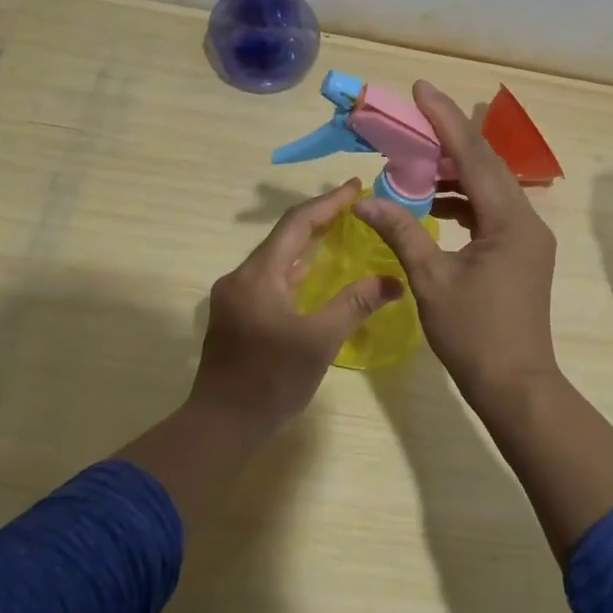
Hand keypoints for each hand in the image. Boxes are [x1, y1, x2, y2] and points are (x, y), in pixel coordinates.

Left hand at [189, 180, 402, 439]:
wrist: (220, 425)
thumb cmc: (271, 381)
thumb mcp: (320, 341)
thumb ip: (355, 305)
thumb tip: (393, 281)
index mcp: (258, 275)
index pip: (297, 224)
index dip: (329, 203)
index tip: (357, 187)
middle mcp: (241, 277)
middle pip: (284, 236)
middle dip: (320, 219)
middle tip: (355, 207)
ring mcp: (235, 296)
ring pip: (276, 258)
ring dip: (307, 244)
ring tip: (341, 232)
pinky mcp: (236, 315)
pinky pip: (270, 278)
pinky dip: (295, 269)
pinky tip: (314, 275)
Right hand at [354, 81, 559, 412]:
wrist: (516, 386)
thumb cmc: (474, 334)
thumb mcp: (431, 280)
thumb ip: (400, 232)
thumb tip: (364, 199)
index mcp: (509, 220)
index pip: (473, 155)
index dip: (444, 119)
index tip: (421, 89)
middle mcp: (525, 220)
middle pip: (485, 164)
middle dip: (448, 137)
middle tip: (413, 116)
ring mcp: (527, 237)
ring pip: (489, 187)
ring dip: (454, 171)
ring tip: (414, 159)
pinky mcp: (521, 252)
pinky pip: (490, 211)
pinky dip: (462, 200)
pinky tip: (434, 202)